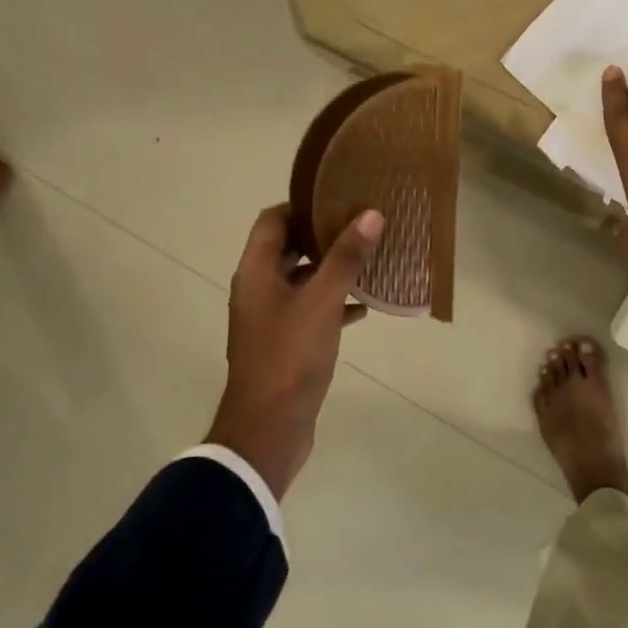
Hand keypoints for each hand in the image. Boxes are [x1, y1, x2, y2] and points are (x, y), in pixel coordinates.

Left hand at [209, 204, 382, 499]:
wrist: (268, 429)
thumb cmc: (290, 357)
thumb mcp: (321, 302)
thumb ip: (345, 258)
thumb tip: (370, 214)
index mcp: (256, 273)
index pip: (273, 220)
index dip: (303, 205)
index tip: (340, 198)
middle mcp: (258, 290)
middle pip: (288, 248)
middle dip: (323, 235)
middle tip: (363, 224)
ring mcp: (271, 318)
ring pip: (302, 280)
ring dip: (332, 269)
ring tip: (371, 259)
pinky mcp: (286, 343)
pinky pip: (311, 309)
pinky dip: (334, 302)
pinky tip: (364, 307)